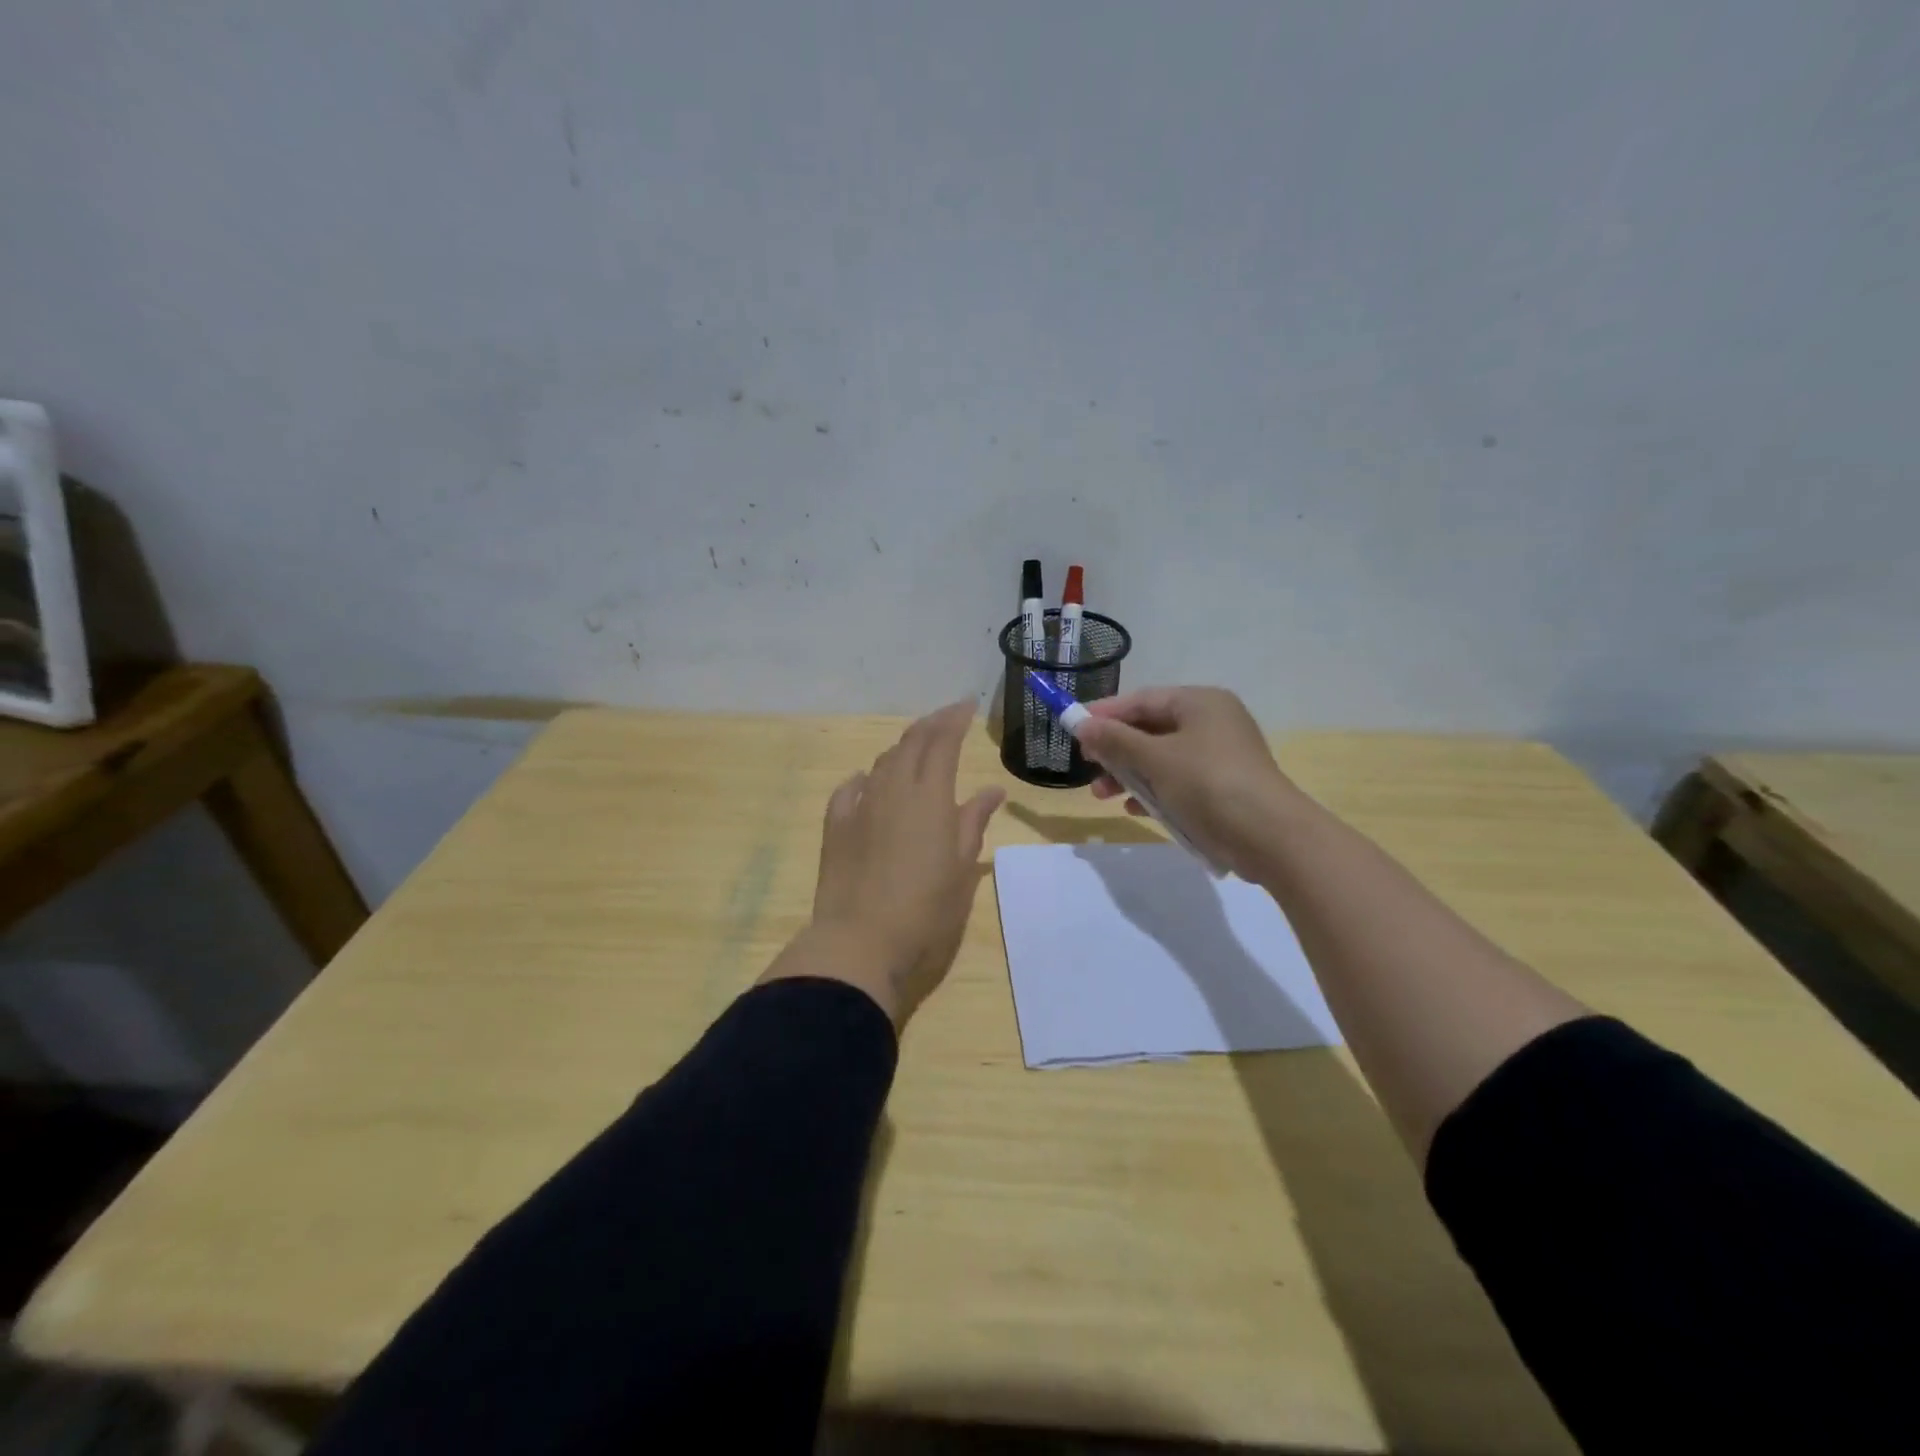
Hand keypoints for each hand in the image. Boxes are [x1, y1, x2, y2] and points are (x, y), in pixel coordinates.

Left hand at [771, 701, 1004, 1027]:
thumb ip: (973, 822)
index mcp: (930, 797)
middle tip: (947, 717)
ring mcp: (861, 805)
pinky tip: (868, 782)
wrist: (860, 940)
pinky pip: (850, 789)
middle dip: (931, 724)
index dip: (955, 719)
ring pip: (883, 762)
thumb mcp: (962, 868)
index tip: (967, 705)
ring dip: (902, 748)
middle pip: (911, 743)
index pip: (943, 742)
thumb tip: (992, 790)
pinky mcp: (835, 826)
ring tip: (916, 748)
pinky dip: (865, 778)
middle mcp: (894, 789)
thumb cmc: (925, 909)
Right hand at [1074, 686, 1302, 878]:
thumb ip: (1115, 740)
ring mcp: (1219, 756)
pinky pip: (1177, 781)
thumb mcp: (1154, 759)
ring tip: (1103, 796)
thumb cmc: (1208, 784)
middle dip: (1116, 750)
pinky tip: (1135, 810)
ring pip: (1161, 758)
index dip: (1105, 714)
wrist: (1270, 837)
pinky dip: (1154, 791)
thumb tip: (1081, 724)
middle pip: (1150, 729)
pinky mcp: (1222, 787)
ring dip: (1130, 775)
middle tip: (1089, 766)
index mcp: (1200, 702)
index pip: (1142, 699)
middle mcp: (1212, 722)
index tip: (1073, 729)